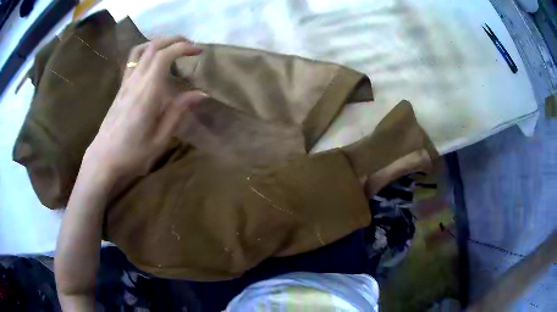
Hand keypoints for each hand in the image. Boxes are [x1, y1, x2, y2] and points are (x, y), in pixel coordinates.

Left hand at [84, 37, 206, 179]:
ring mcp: (125, 83)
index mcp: (146, 94)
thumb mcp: (159, 139)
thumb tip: (200, 93)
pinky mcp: (121, 87)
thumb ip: (178, 112)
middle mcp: (135, 82)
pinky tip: (153, 59)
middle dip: (174, 40)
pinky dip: (146, 51)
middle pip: (153, 47)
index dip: (183, 48)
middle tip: (190, 45)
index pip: (164, 57)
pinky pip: (132, 60)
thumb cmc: (132, 153)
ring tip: (173, 47)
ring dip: (159, 42)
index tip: (199, 50)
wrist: (103, 158)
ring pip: (141, 50)